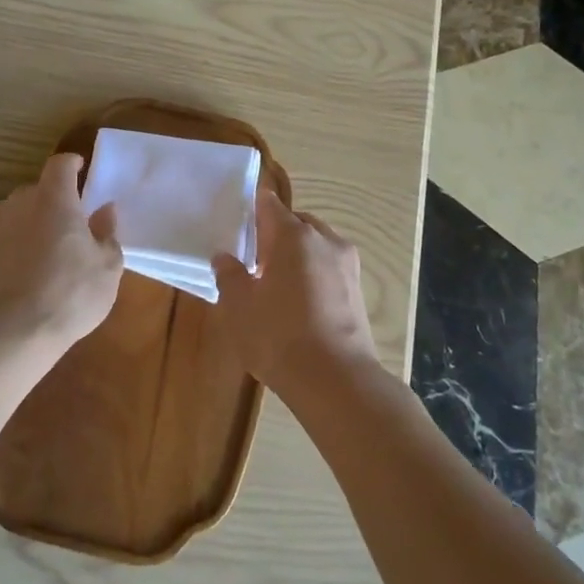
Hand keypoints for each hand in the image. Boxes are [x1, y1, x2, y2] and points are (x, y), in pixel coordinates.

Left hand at [0, 153, 122, 347]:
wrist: (11, 332)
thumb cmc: (70, 292)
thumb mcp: (107, 266)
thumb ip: (107, 233)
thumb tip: (106, 210)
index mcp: (54, 199)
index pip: (60, 165)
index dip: (72, 163)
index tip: (83, 168)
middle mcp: (21, 204)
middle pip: (40, 189)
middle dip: (57, 198)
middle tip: (77, 219)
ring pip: (22, 214)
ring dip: (39, 222)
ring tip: (57, 247)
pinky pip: (11, 238)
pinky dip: (24, 244)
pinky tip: (37, 270)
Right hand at [212, 190, 376, 395]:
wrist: (335, 379)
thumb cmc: (278, 335)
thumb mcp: (239, 306)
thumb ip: (229, 275)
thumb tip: (224, 257)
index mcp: (293, 235)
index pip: (269, 204)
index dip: (252, 208)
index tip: (239, 221)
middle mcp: (325, 240)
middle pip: (296, 222)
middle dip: (276, 234)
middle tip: (255, 258)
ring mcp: (347, 265)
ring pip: (317, 246)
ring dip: (298, 255)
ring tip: (277, 283)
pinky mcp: (359, 291)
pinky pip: (330, 269)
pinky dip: (314, 275)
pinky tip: (300, 303)